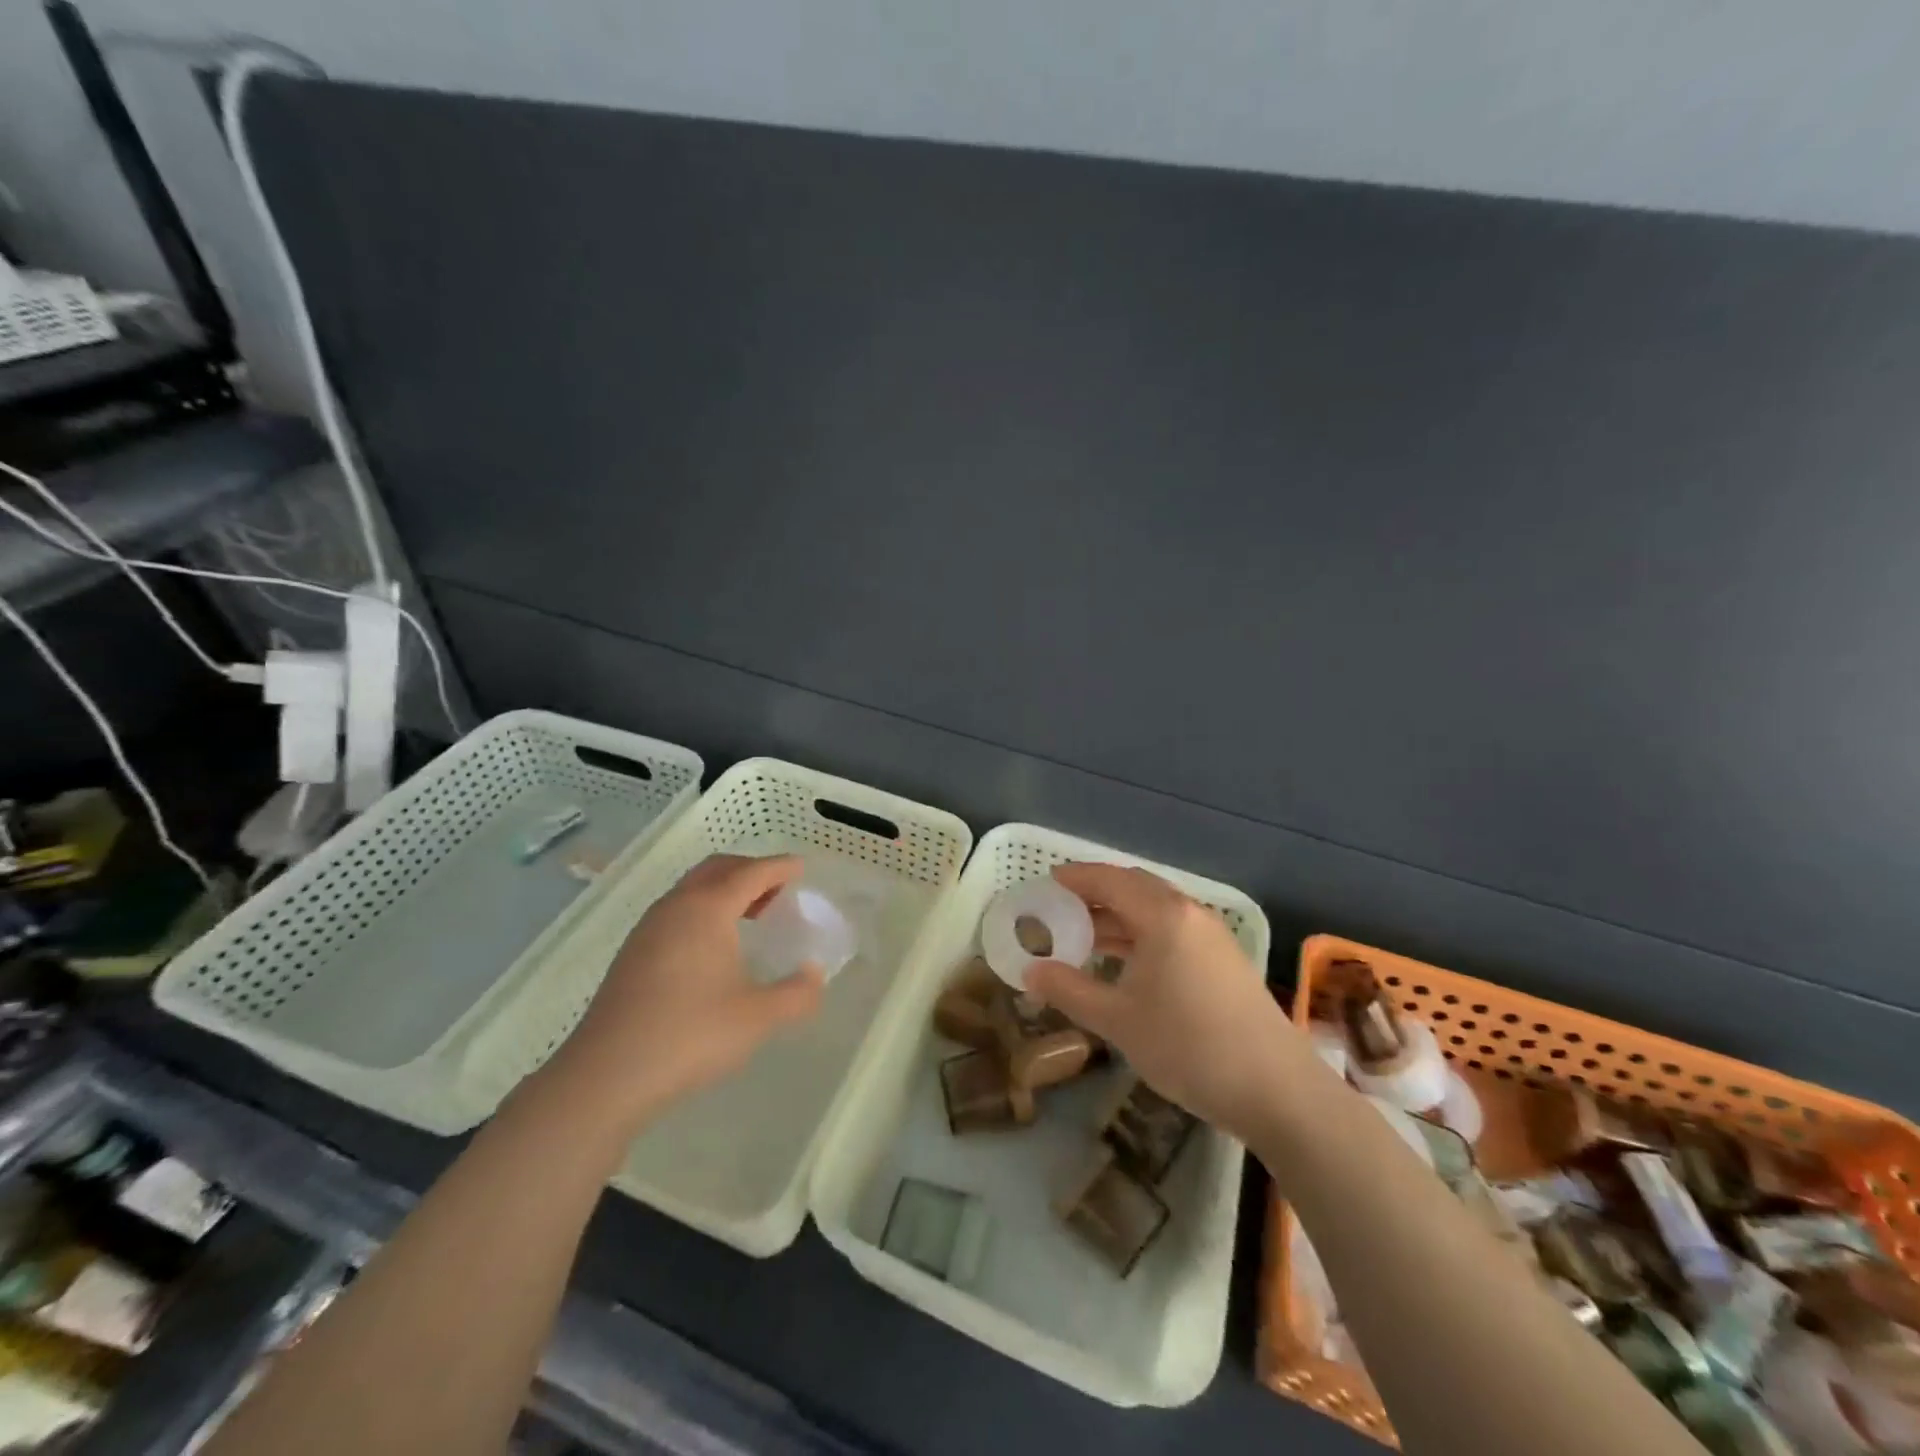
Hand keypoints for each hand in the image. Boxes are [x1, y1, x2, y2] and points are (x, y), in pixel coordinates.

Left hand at [539, 854, 825, 1131]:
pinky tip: (713, 947)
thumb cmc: (690, 1035)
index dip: (779, 867)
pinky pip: (677, 911)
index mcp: (708, 908)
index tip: (801, 867)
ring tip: (751, 916)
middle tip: (778, 890)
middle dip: (750, 870)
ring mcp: (648, 929)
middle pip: (718, 869)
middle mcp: (676, 906)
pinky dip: (703, 910)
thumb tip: (814, 976)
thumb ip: (796, 994)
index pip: (751, 872)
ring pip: (692, 889)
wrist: (606, 1077)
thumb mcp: (758, 1018)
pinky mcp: (632, 954)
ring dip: (724, 890)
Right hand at [1025, 862, 1299, 1142]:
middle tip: (1062, 909)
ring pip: (1156, 910)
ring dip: (1120, 917)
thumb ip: (1069, 989)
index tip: (1046, 883)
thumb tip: (1031, 971)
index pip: (1110, 879)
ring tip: (1085, 937)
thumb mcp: (1118, 1020)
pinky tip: (1126, 964)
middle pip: (1135, 887)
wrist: (1276, 1089)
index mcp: (1163, 916)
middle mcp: (1189, 914)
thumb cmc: (1188, 1046)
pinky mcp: (1225, 961)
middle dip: (1096, 894)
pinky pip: (1173, 930)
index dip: (1075, 878)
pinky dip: (1142, 935)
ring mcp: (1212, 937)